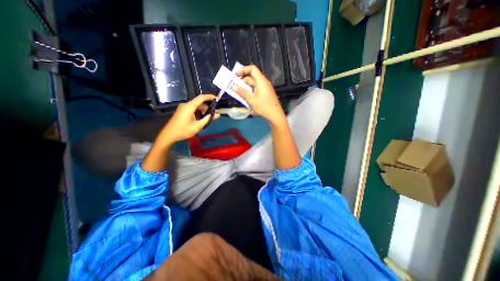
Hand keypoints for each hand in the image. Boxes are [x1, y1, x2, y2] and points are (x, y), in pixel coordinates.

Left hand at [156, 95, 218, 144]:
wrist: (169, 135)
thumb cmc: (183, 130)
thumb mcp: (197, 126)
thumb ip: (208, 119)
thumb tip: (217, 115)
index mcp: (189, 107)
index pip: (201, 98)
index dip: (210, 97)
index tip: (217, 98)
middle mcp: (186, 105)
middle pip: (200, 103)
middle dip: (208, 108)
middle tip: (215, 114)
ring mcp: (183, 108)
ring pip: (197, 107)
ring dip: (203, 112)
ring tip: (209, 118)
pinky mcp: (182, 111)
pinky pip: (193, 110)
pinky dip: (199, 113)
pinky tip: (202, 119)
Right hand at [232, 64, 285, 125]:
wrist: (275, 115)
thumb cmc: (263, 106)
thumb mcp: (251, 99)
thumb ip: (241, 92)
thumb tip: (233, 86)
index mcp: (261, 81)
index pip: (252, 69)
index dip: (243, 70)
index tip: (236, 76)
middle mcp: (264, 82)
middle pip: (252, 77)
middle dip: (243, 81)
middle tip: (235, 88)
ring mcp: (266, 88)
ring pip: (254, 84)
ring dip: (246, 87)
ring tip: (239, 94)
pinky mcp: (266, 94)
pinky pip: (257, 89)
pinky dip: (251, 91)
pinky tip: (247, 98)